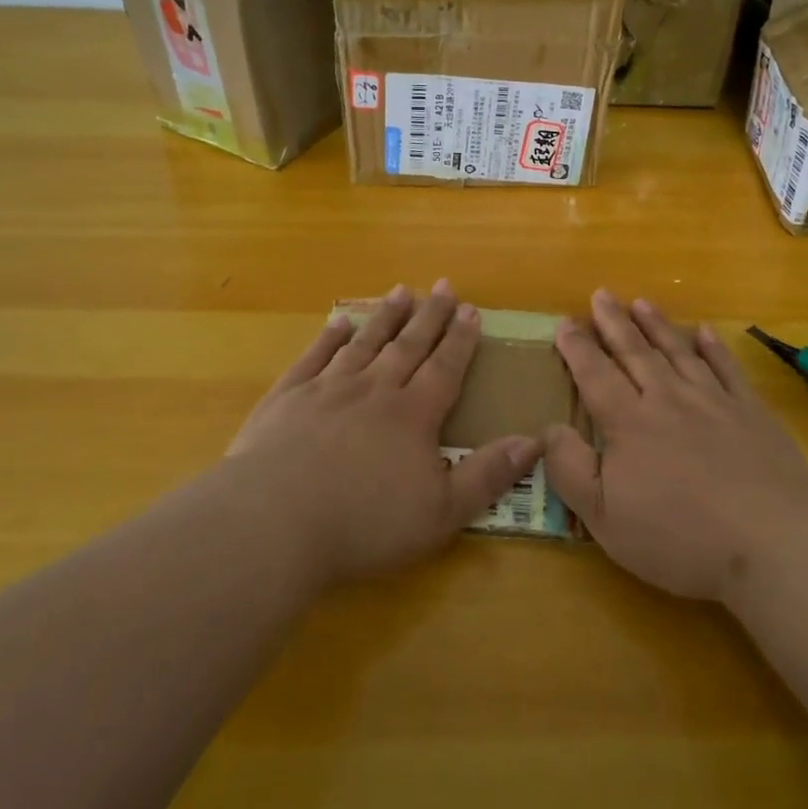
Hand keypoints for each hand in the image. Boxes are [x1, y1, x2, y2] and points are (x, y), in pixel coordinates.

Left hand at [226, 280, 539, 586]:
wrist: (274, 521)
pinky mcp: (288, 397)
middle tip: (443, 286)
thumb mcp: (441, 512)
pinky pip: (314, 356)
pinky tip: (338, 321)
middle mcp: (374, 388)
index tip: (472, 310)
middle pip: (408, 344)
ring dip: (385, 316)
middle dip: (430, 315)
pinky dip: (329, 336)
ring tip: (401, 291)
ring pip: (365, 342)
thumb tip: (533, 441)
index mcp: (413, 414)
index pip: (445, 366)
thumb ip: (487, 476)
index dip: (461, 339)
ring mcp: (328, 388)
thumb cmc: (364, 523)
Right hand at [542, 290, 807, 602]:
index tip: (565, 322)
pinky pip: (727, 368)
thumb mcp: (605, 517)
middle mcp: (668, 399)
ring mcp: (713, 401)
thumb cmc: (680, 536)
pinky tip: (706, 332)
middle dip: (614, 322)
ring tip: (642, 302)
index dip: (577, 348)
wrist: (772, 540)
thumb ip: (570, 469)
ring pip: (678, 352)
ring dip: (658, 326)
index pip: (595, 375)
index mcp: (629, 423)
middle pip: (635, 352)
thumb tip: (548, 429)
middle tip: (601, 294)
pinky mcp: (751, 412)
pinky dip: (714, 348)